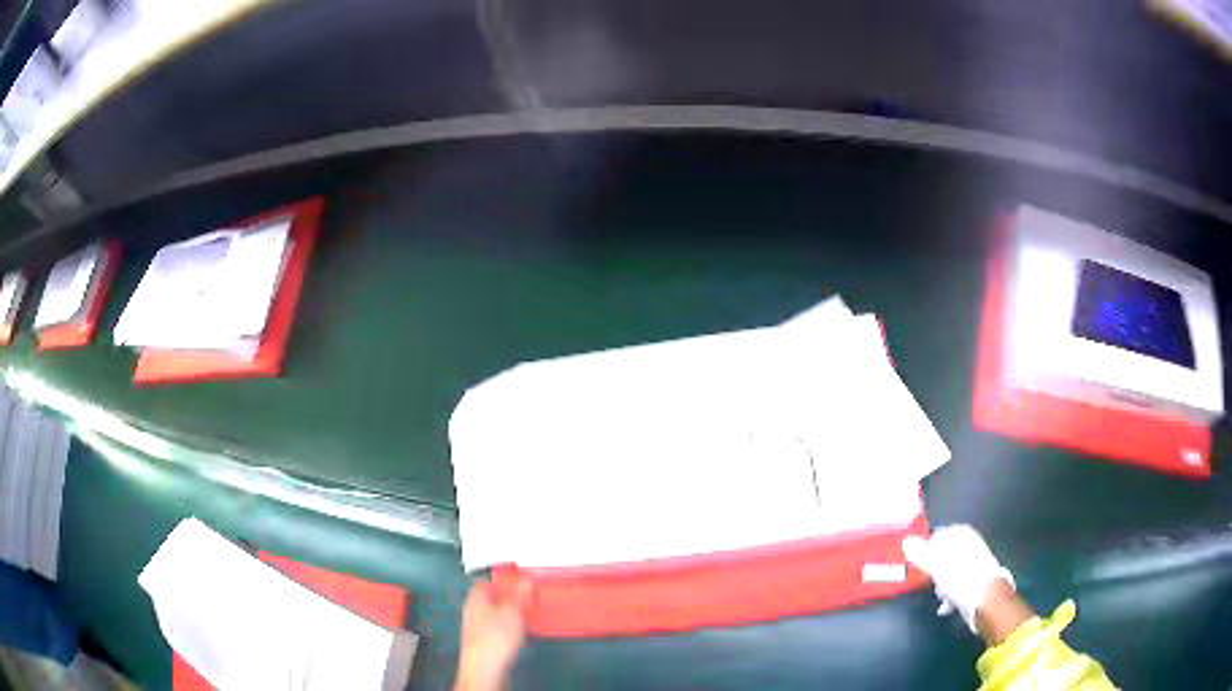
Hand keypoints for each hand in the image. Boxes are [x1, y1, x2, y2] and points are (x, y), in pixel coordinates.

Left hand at [454, 574, 532, 690]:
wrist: (485, 668)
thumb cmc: (495, 637)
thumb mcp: (513, 611)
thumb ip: (520, 594)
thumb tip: (526, 579)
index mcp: (475, 597)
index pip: (487, 581)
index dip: (504, 580)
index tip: (520, 581)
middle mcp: (472, 610)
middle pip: (492, 598)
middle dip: (510, 598)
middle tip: (528, 599)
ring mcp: (476, 628)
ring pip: (496, 614)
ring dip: (511, 615)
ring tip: (527, 616)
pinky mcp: (483, 643)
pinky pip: (498, 630)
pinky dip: (509, 629)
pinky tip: (520, 634)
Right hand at [902, 524, 1013, 634]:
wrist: (986, 599)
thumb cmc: (959, 578)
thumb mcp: (935, 565)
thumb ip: (920, 553)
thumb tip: (905, 540)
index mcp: (961, 534)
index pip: (937, 535)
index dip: (926, 550)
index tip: (918, 565)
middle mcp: (970, 543)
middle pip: (944, 554)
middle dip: (934, 569)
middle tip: (928, 582)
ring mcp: (975, 561)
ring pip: (951, 570)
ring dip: (943, 583)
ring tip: (939, 596)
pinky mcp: (978, 578)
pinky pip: (959, 582)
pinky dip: (951, 593)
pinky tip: (946, 606)